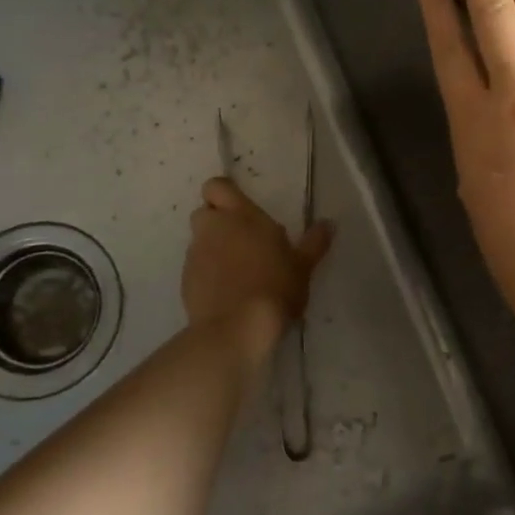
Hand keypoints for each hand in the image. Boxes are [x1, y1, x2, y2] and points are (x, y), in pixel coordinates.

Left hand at [182, 177, 332, 357]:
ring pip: (199, 241)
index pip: (217, 186)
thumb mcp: (303, 266)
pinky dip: (206, 274)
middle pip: (205, 212)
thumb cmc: (275, 287)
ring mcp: (195, 255)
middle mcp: (213, 228)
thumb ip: (314, 242)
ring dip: (212, 249)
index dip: (224, 194)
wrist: (237, 328)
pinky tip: (226, 293)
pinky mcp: (185, 281)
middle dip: (218, 222)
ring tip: (236, 271)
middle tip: (242, 240)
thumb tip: (329, 223)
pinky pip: (195, 268)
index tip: (240, 209)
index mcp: (240, 215)